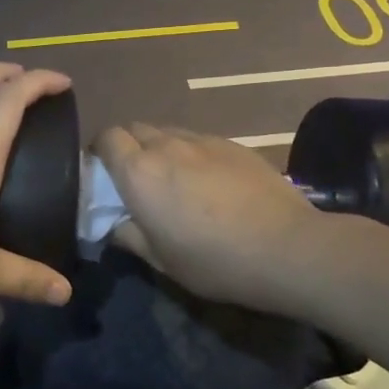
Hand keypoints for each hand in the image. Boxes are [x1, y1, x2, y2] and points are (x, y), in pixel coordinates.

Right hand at [92, 123, 324, 310]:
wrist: (287, 247)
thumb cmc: (214, 260)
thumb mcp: (161, 261)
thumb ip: (129, 236)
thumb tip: (115, 224)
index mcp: (139, 171)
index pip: (106, 138)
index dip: (101, 151)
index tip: (104, 175)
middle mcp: (166, 145)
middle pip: (135, 128)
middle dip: (129, 146)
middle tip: (137, 178)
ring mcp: (203, 140)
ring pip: (168, 132)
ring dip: (161, 148)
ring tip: (174, 178)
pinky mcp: (233, 144)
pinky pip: (199, 140)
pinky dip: (192, 153)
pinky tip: (209, 181)